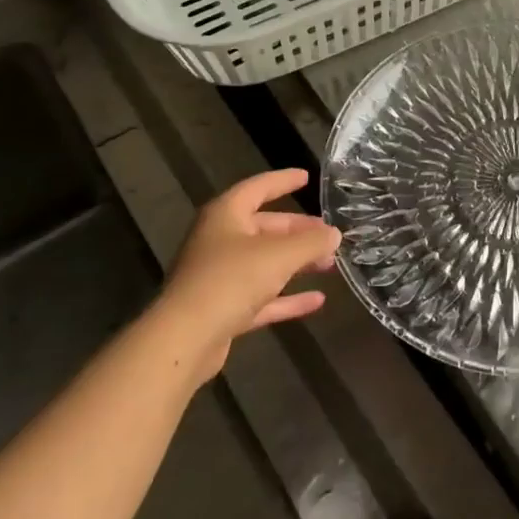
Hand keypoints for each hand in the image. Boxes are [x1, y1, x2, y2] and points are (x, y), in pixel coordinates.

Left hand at [158, 169, 340, 379]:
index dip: (283, 181)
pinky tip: (317, 300)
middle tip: (328, 234)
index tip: (307, 178)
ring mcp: (219, 276)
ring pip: (265, 263)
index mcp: (226, 215)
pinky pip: (261, 297)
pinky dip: (287, 297)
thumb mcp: (280, 255)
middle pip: (265, 227)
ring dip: (296, 263)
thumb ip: (311, 242)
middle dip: (298, 230)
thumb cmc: (231, 280)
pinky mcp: (222, 310)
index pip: (258, 187)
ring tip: (329, 263)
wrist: (184, 340)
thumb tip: (334, 234)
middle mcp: (219, 241)